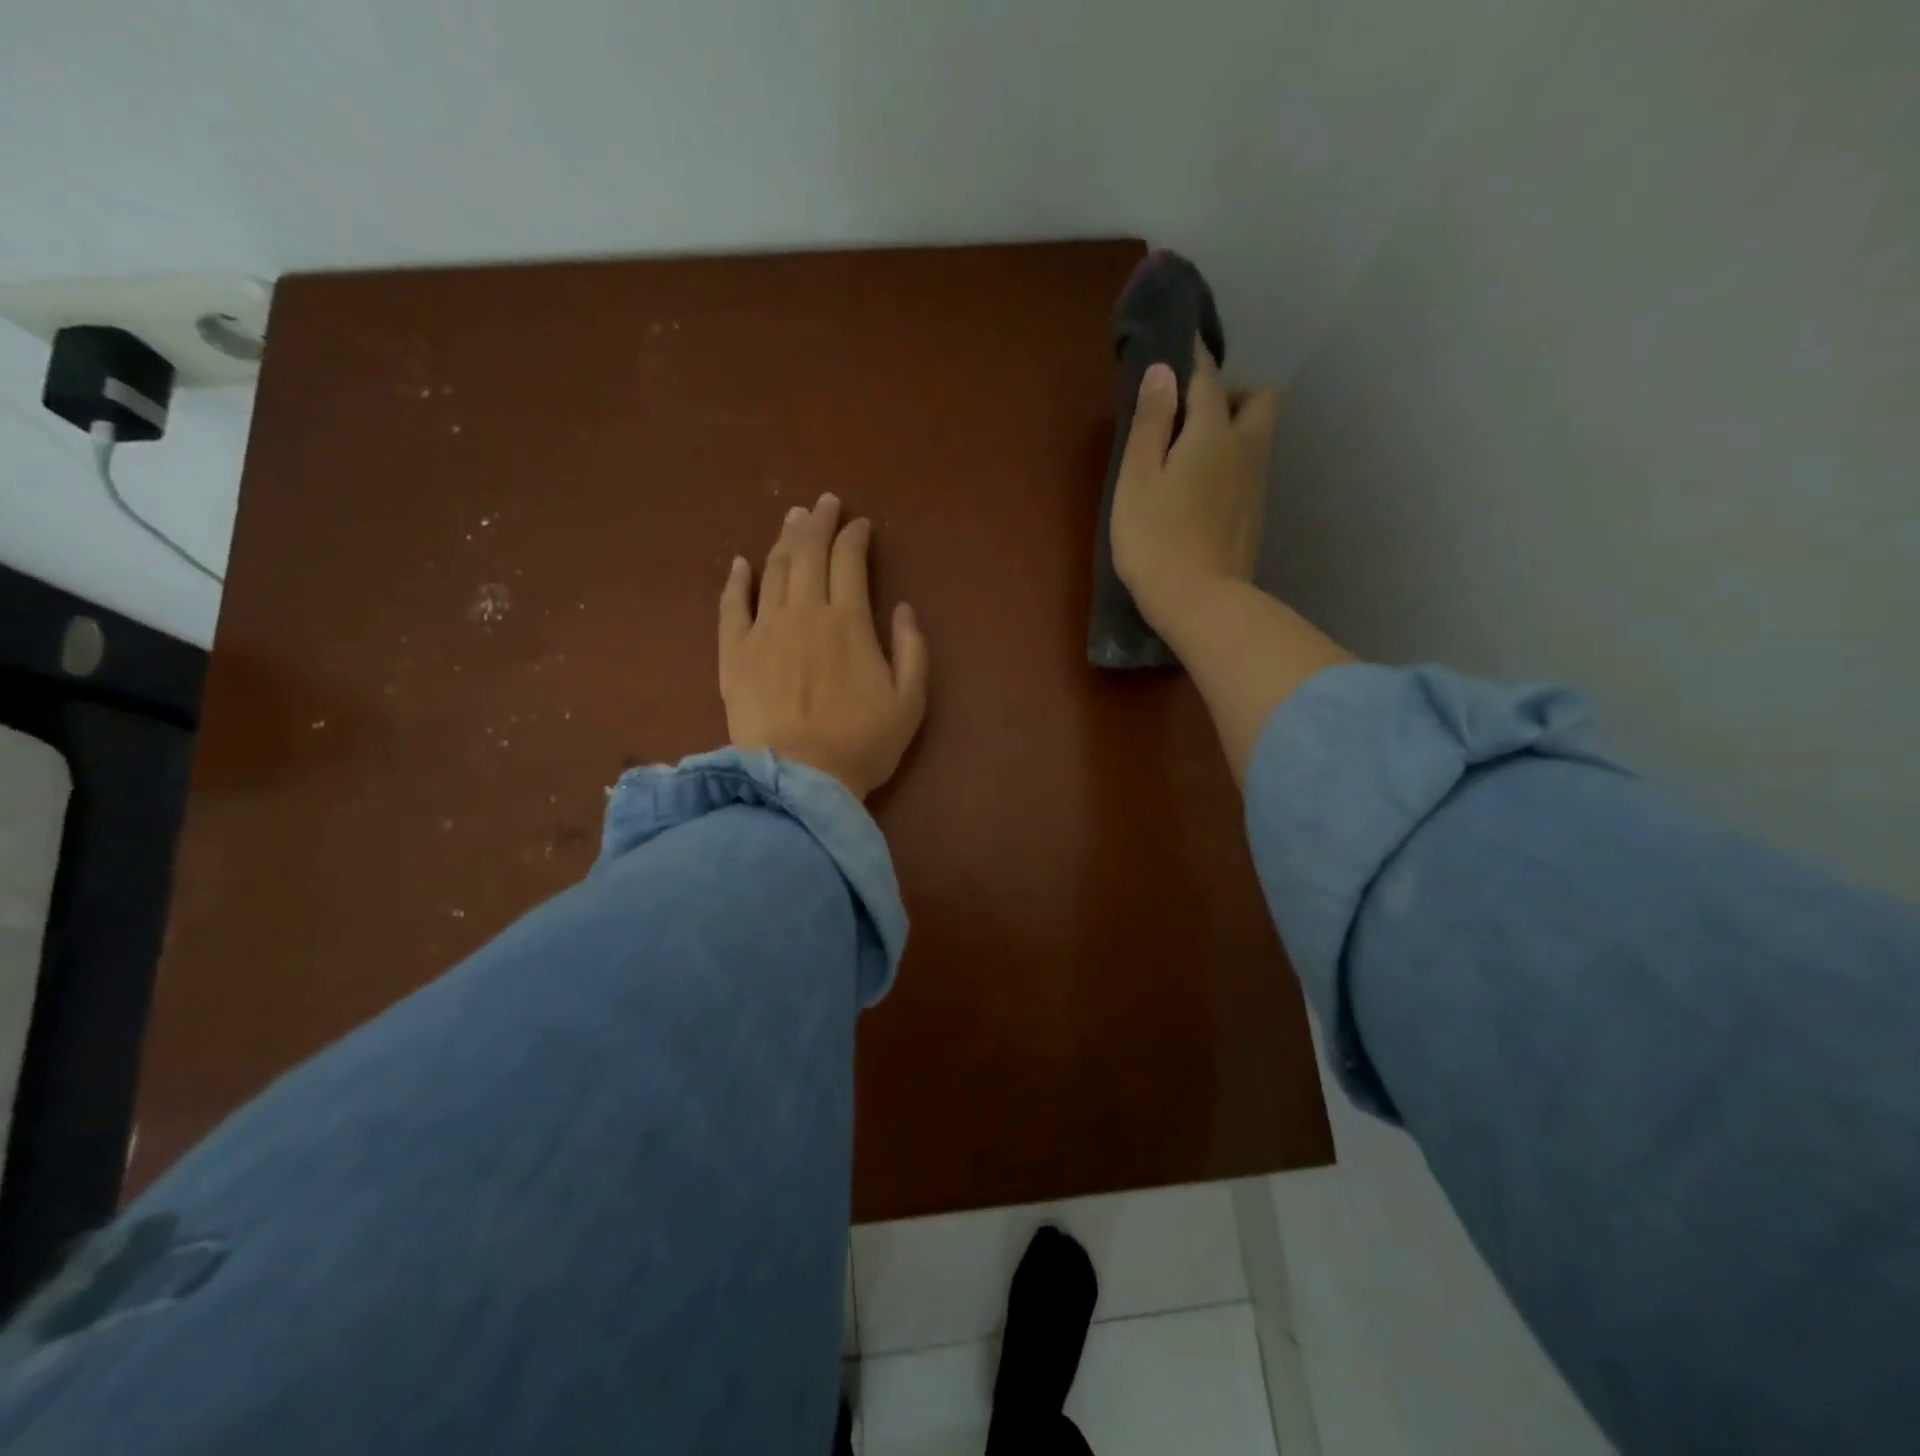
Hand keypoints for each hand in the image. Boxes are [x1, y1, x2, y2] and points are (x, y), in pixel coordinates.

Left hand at [720, 493, 928, 798]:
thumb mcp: (910, 702)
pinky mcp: (734, 653)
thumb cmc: (861, 744)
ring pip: (773, 570)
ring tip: (793, 519)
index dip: (855, 537)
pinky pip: (731, 606)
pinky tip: (741, 563)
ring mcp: (764, 630)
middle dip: (819, 522)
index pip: (850, 561)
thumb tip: (904, 608)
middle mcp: (804, 613)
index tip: (861, 525)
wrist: (798, 780)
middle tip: (825, 503)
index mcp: (848, 621)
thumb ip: (912, 650)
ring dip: (785, 540)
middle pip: (808, 553)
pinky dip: (737, 580)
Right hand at [1109, 345, 1281, 638]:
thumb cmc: (1155, 540)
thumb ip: (1151, 423)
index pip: (1207, 379)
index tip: (1182, 344)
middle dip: (1232, 393)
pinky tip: (1204, 492)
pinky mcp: (1255, 518)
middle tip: (1194, 415)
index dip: (1193, 359)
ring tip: (1193, 455)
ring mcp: (1256, 487)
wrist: (1200, 602)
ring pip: (1259, 437)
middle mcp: (1245, 451)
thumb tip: (1164, 372)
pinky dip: (1233, 465)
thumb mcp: (1137, 479)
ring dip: (1235, 429)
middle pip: (1260, 400)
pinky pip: (1251, 472)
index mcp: (1212, 434)